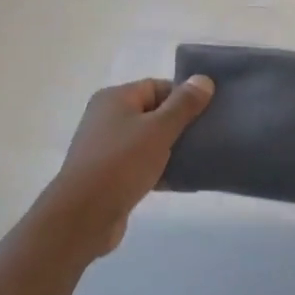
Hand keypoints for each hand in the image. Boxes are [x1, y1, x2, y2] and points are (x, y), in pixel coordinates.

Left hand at [40, 76, 214, 256]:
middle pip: (153, 113)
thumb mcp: (159, 129)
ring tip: (200, 158)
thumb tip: (204, 79)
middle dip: (181, 124)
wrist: (84, 215)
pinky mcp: (109, 175)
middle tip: (208, 136)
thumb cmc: (122, 163)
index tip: (209, 113)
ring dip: (172, 149)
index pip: (157, 86)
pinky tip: (182, 180)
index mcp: (115, 98)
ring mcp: (106, 148)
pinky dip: (160, 169)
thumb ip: (184, 105)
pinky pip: (141, 165)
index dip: (184, 97)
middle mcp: (107, 118)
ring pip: (148, 141)